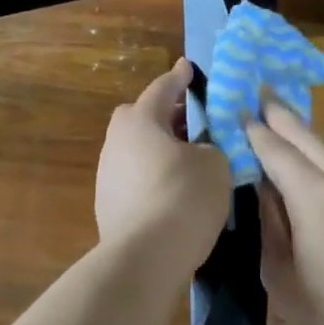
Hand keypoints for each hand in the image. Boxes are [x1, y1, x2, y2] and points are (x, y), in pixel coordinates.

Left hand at [95, 59, 231, 269]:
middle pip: (140, 117)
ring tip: (189, 161)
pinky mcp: (108, 206)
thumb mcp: (215, 164)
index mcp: (139, 121)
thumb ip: (211, 147)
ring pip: (137, 150)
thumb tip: (200, 152)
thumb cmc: (184, 196)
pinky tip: (176, 193)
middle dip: (164, 115)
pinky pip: (135, 178)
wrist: (146, 258)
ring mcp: (108, 175)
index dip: (179, 77)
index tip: (186, 66)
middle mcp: (116, 142)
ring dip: (159, 150)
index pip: (162, 89)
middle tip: (191, 120)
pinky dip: (154, 177)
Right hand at [246, 102, 323, 324]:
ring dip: (304, 136)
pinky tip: (315, 170)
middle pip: (307, 137)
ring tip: (281, 122)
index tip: (234, 106)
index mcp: (315, 198)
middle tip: (259, 90)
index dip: (253, 128)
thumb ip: (270, 225)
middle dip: (281, 113)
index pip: (275, 149)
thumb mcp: (282, 279)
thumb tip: (262, 189)